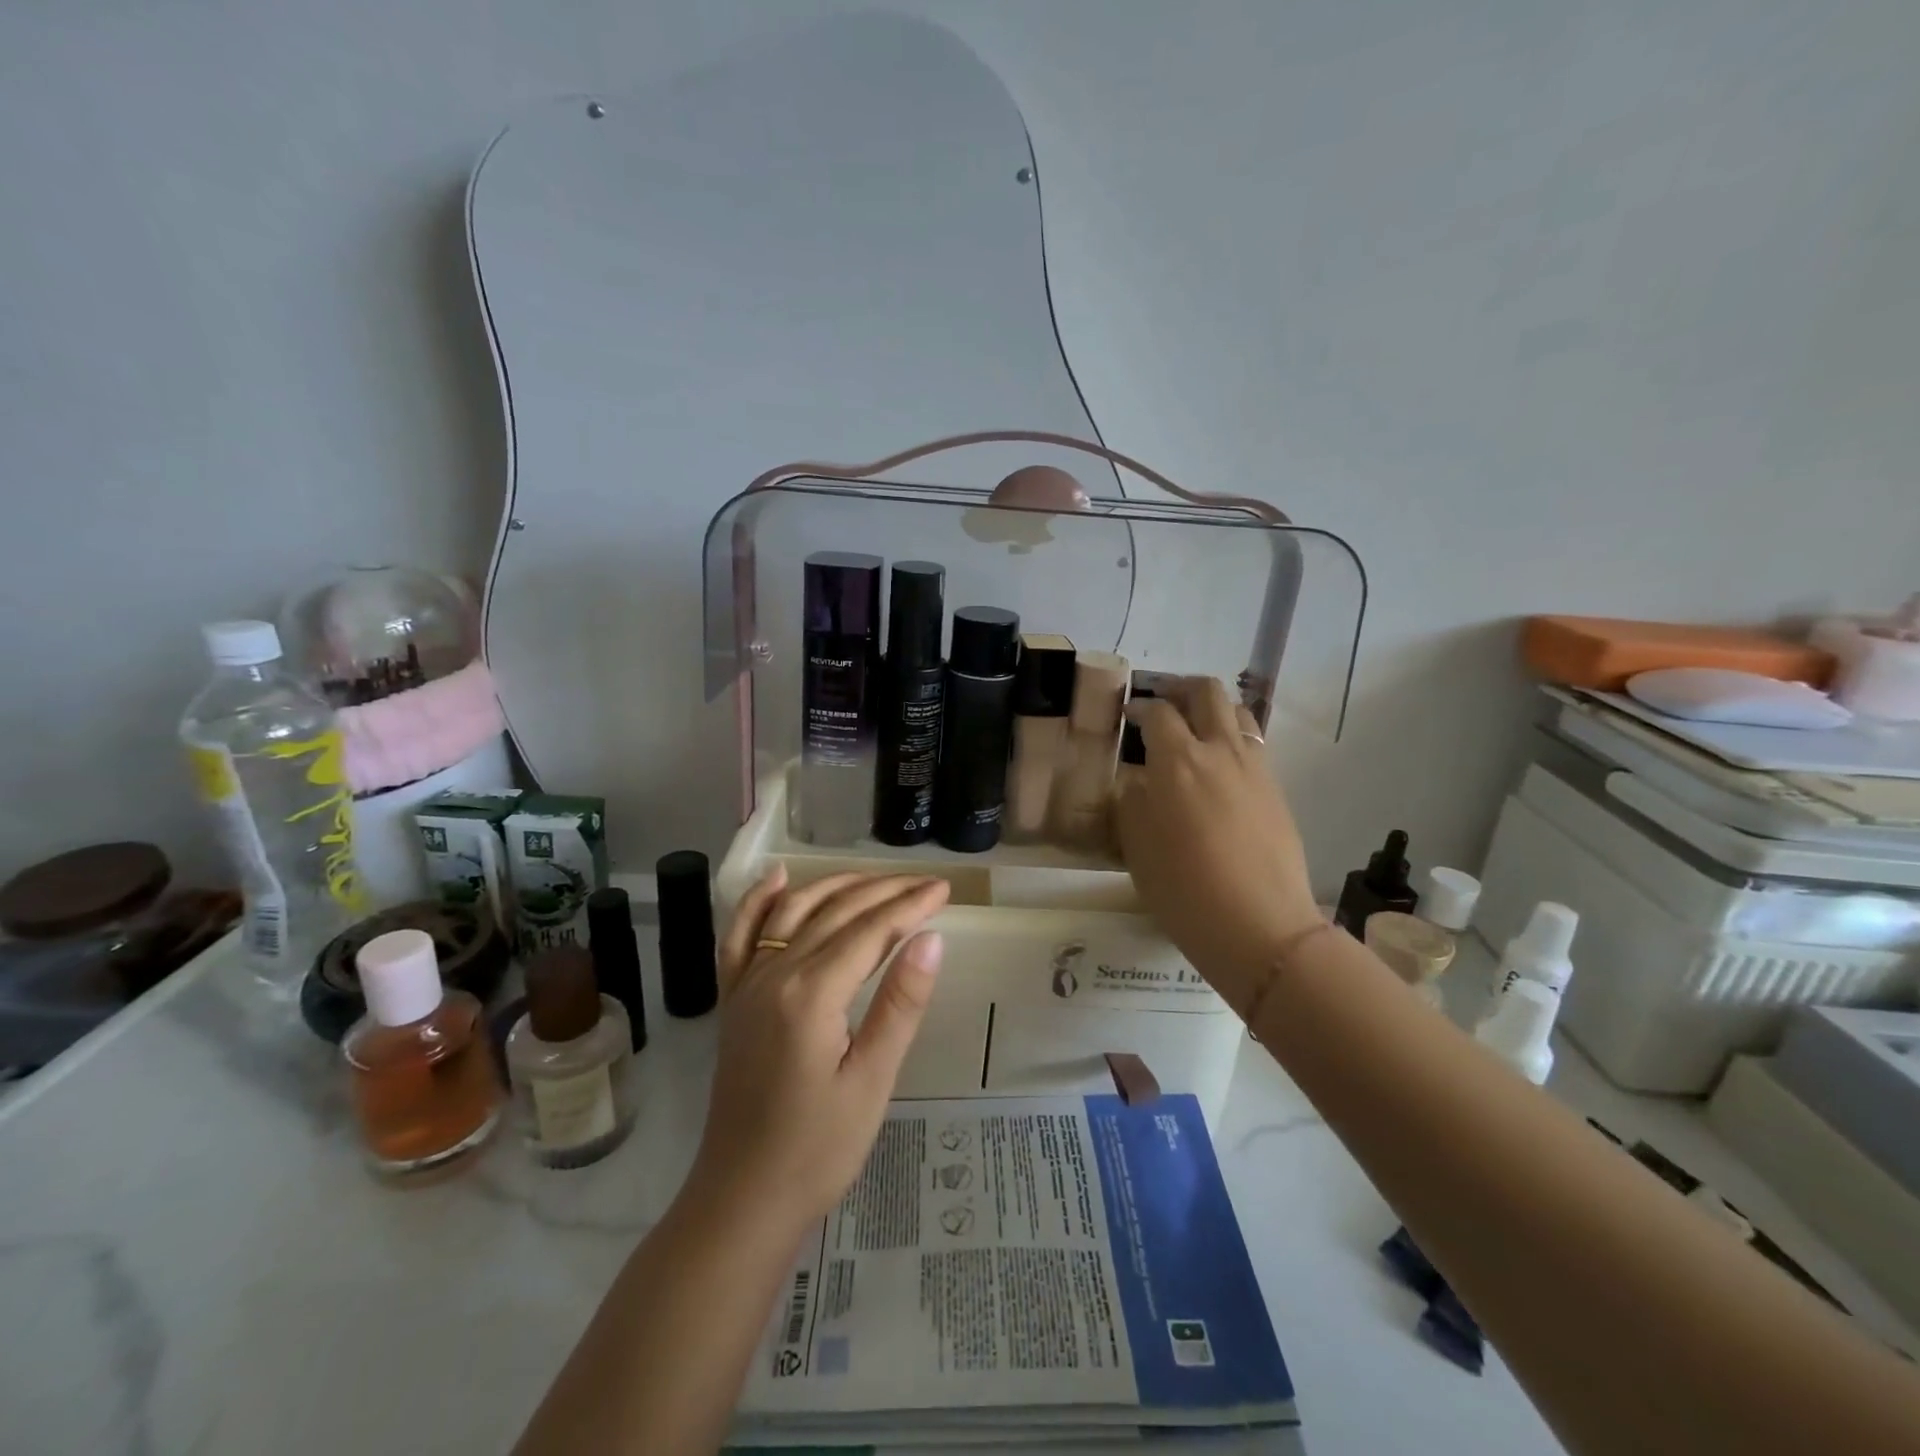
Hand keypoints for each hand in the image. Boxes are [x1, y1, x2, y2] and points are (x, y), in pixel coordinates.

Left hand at [689, 865, 949, 1232]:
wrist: (743, 1198)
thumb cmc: (818, 1148)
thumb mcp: (872, 1079)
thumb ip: (900, 1003)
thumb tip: (930, 938)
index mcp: (810, 993)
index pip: (870, 930)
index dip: (910, 906)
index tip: (944, 889)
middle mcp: (773, 974)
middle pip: (835, 912)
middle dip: (884, 891)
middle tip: (925, 883)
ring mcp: (746, 983)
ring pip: (793, 912)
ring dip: (836, 886)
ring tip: (877, 878)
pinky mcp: (733, 998)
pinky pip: (740, 935)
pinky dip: (758, 901)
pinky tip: (777, 877)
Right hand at [1113, 677, 1321, 1015]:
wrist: (1260, 926)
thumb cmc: (1184, 889)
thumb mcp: (1137, 846)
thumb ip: (1133, 802)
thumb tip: (1138, 781)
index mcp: (1178, 761)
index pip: (1157, 713)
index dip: (1139, 709)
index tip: (1128, 717)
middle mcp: (1219, 751)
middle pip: (1206, 692)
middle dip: (1181, 689)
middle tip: (1163, 704)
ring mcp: (1254, 768)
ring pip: (1238, 712)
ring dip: (1213, 710)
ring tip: (1195, 730)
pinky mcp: (1276, 789)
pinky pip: (1253, 745)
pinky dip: (1233, 740)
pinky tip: (1218, 769)